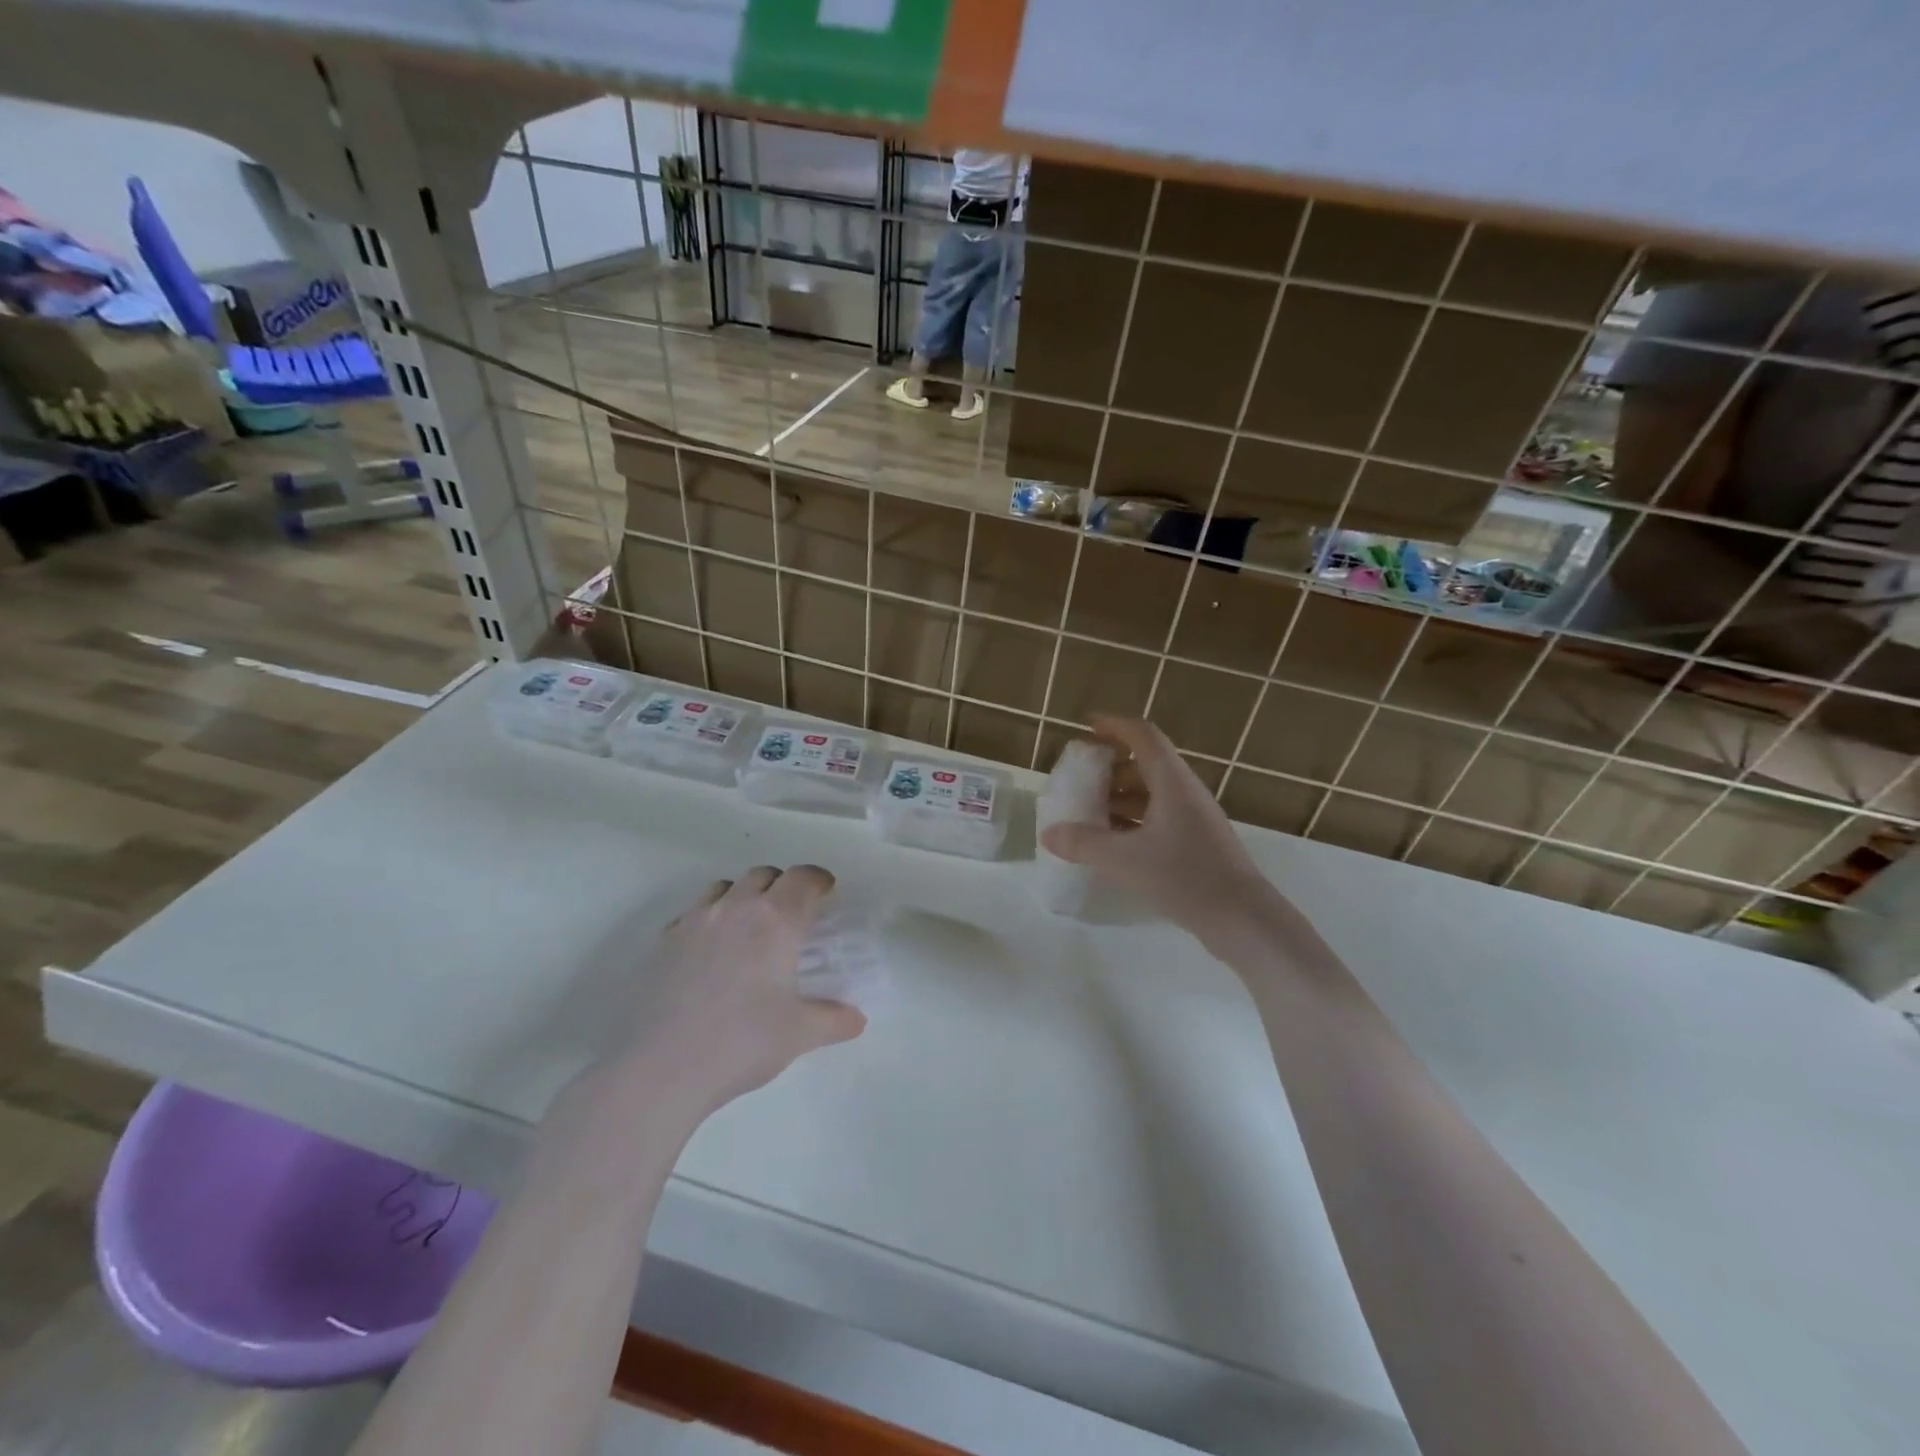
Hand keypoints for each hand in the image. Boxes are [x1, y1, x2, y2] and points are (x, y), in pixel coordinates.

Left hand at [609, 866, 865, 1120]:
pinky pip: (693, 913)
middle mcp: (736, 908)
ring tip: (750, 928)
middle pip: (763, 874)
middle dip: (783, 886)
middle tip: (792, 914)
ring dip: (744, 896)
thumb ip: (833, 1020)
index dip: (818, 880)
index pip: (803, 878)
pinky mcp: (664, 942)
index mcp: (775, 921)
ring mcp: (694, 921)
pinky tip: (710, 952)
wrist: (660, 1068)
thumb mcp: (799, 1034)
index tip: (827, 893)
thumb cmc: (742, 1043)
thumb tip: (857, 1019)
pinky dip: (710, 919)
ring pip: (725, 888)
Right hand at [1038, 717, 1277, 935]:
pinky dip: (1134, 818)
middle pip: (1146, 762)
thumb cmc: (1185, 877)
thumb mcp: (1125, 860)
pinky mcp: (1198, 841)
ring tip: (1091, 812)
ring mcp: (1195, 817)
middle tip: (1081, 778)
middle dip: (1112, 766)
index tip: (1087, 725)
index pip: (1142, 736)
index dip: (1114, 725)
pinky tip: (1115, 841)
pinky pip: (1160, 816)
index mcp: (1172, 781)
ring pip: (1153, 791)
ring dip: (1122, 795)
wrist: (1243, 918)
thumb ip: (1084, 843)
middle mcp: (1186, 791)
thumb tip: (1048, 833)